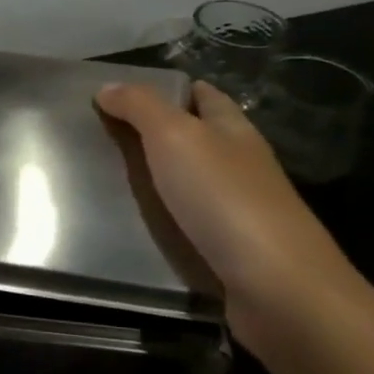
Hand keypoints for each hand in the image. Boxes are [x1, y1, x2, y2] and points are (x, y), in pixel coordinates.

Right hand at [94, 80, 356, 340]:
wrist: (276, 286)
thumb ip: (140, 108)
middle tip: (97, 136)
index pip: (204, 95)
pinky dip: (159, 219)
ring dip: (153, 180)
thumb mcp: (175, 137)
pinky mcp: (227, 250)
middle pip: (194, 139)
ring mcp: (237, 210)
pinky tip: (130, 225)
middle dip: (152, 134)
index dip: (169, 88)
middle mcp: (239, 165)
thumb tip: (107, 87)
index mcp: (233, 130)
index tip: (120, 93)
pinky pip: (185, 223)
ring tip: (101, 180)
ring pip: (187, 183)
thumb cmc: (225, 199)